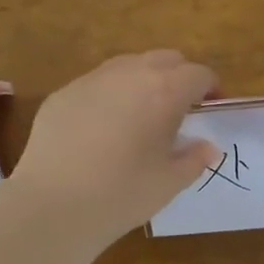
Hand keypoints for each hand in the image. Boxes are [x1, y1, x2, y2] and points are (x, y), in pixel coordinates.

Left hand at [11, 51, 219, 245]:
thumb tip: (208, 147)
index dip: (210, 88)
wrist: (52, 204)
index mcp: (164, 91)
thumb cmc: (122, 194)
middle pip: (165, 59)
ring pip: (128, 65)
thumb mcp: (168, 183)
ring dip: (143, 81)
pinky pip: (96, 84)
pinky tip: (102, 129)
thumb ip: (194, 159)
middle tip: (180, 109)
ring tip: (142, 114)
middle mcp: (129, 74)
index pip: (198, 74)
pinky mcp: (62, 94)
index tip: (210, 108)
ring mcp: (91, 80)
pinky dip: (110, 96)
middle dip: (178, 77)